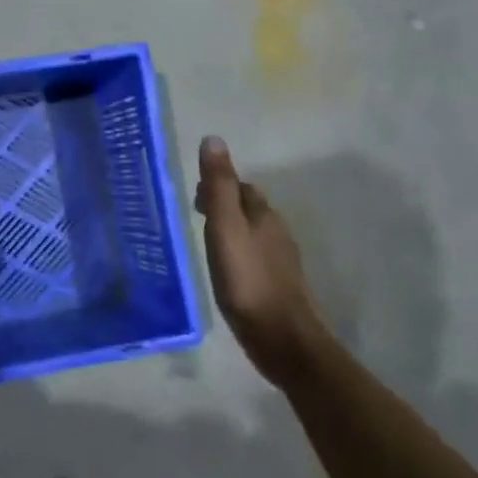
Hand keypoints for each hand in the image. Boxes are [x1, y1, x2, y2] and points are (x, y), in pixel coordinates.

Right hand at [196, 137, 328, 385]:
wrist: (283, 339)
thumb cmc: (248, 280)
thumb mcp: (225, 228)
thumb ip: (218, 186)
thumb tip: (213, 139)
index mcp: (263, 215)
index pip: (240, 186)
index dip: (218, 185)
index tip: (193, 195)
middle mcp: (276, 232)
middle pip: (248, 208)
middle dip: (224, 205)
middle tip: (195, 214)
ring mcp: (281, 261)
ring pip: (253, 233)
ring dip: (231, 229)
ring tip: (206, 240)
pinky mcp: (279, 285)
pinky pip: (255, 257)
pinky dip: (238, 253)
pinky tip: (226, 269)